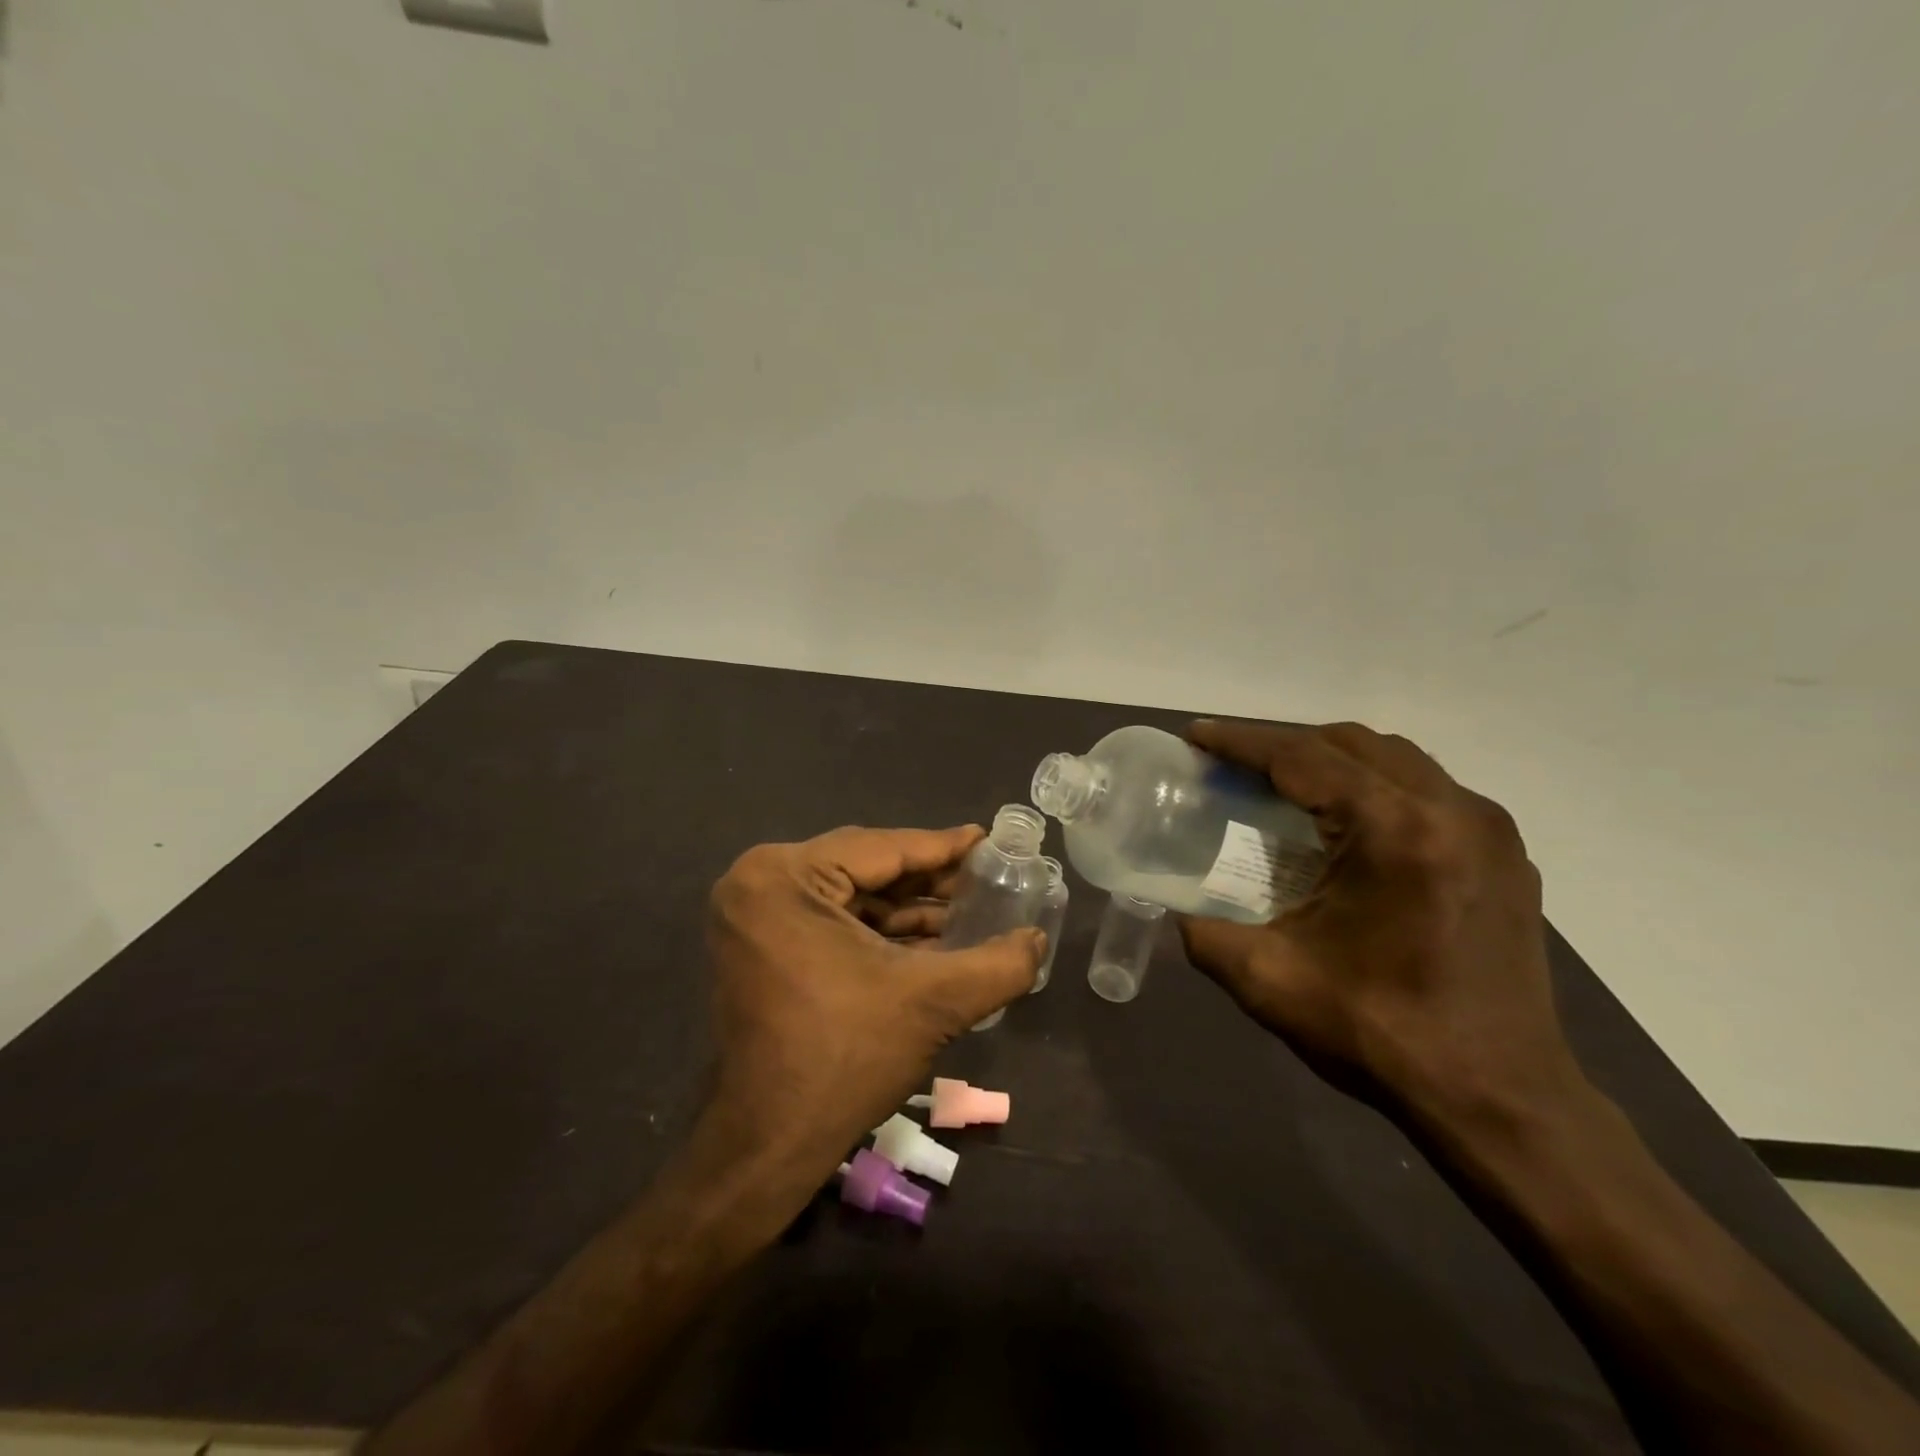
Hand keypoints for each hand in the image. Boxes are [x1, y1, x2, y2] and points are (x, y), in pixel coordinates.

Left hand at [706, 824, 1043, 1160]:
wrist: (769, 1146)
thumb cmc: (846, 1059)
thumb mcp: (934, 1002)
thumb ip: (999, 965)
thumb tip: (1038, 940)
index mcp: (784, 876)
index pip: (882, 848)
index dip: (943, 847)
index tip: (988, 840)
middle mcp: (760, 883)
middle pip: (865, 868)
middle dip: (928, 880)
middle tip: (986, 877)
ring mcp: (754, 917)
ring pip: (851, 896)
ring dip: (909, 908)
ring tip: (970, 911)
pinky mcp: (761, 947)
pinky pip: (832, 921)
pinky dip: (881, 931)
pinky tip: (933, 940)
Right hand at [1177, 720, 1583, 1131]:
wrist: (1501, 1102)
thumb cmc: (1382, 1035)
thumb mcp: (1269, 982)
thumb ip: (1205, 934)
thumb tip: (1178, 910)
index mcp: (1394, 832)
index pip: (1302, 759)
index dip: (1241, 741)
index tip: (1196, 734)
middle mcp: (1451, 811)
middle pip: (1350, 744)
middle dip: (1284, 745)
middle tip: (1234, 765)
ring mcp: (1488, 830)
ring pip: (1395, 759)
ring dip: (1332, 760)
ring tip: (1285, 786)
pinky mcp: (1505, 856)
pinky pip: (1429, 789)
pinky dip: (1376, 785)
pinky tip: (1349, 824)